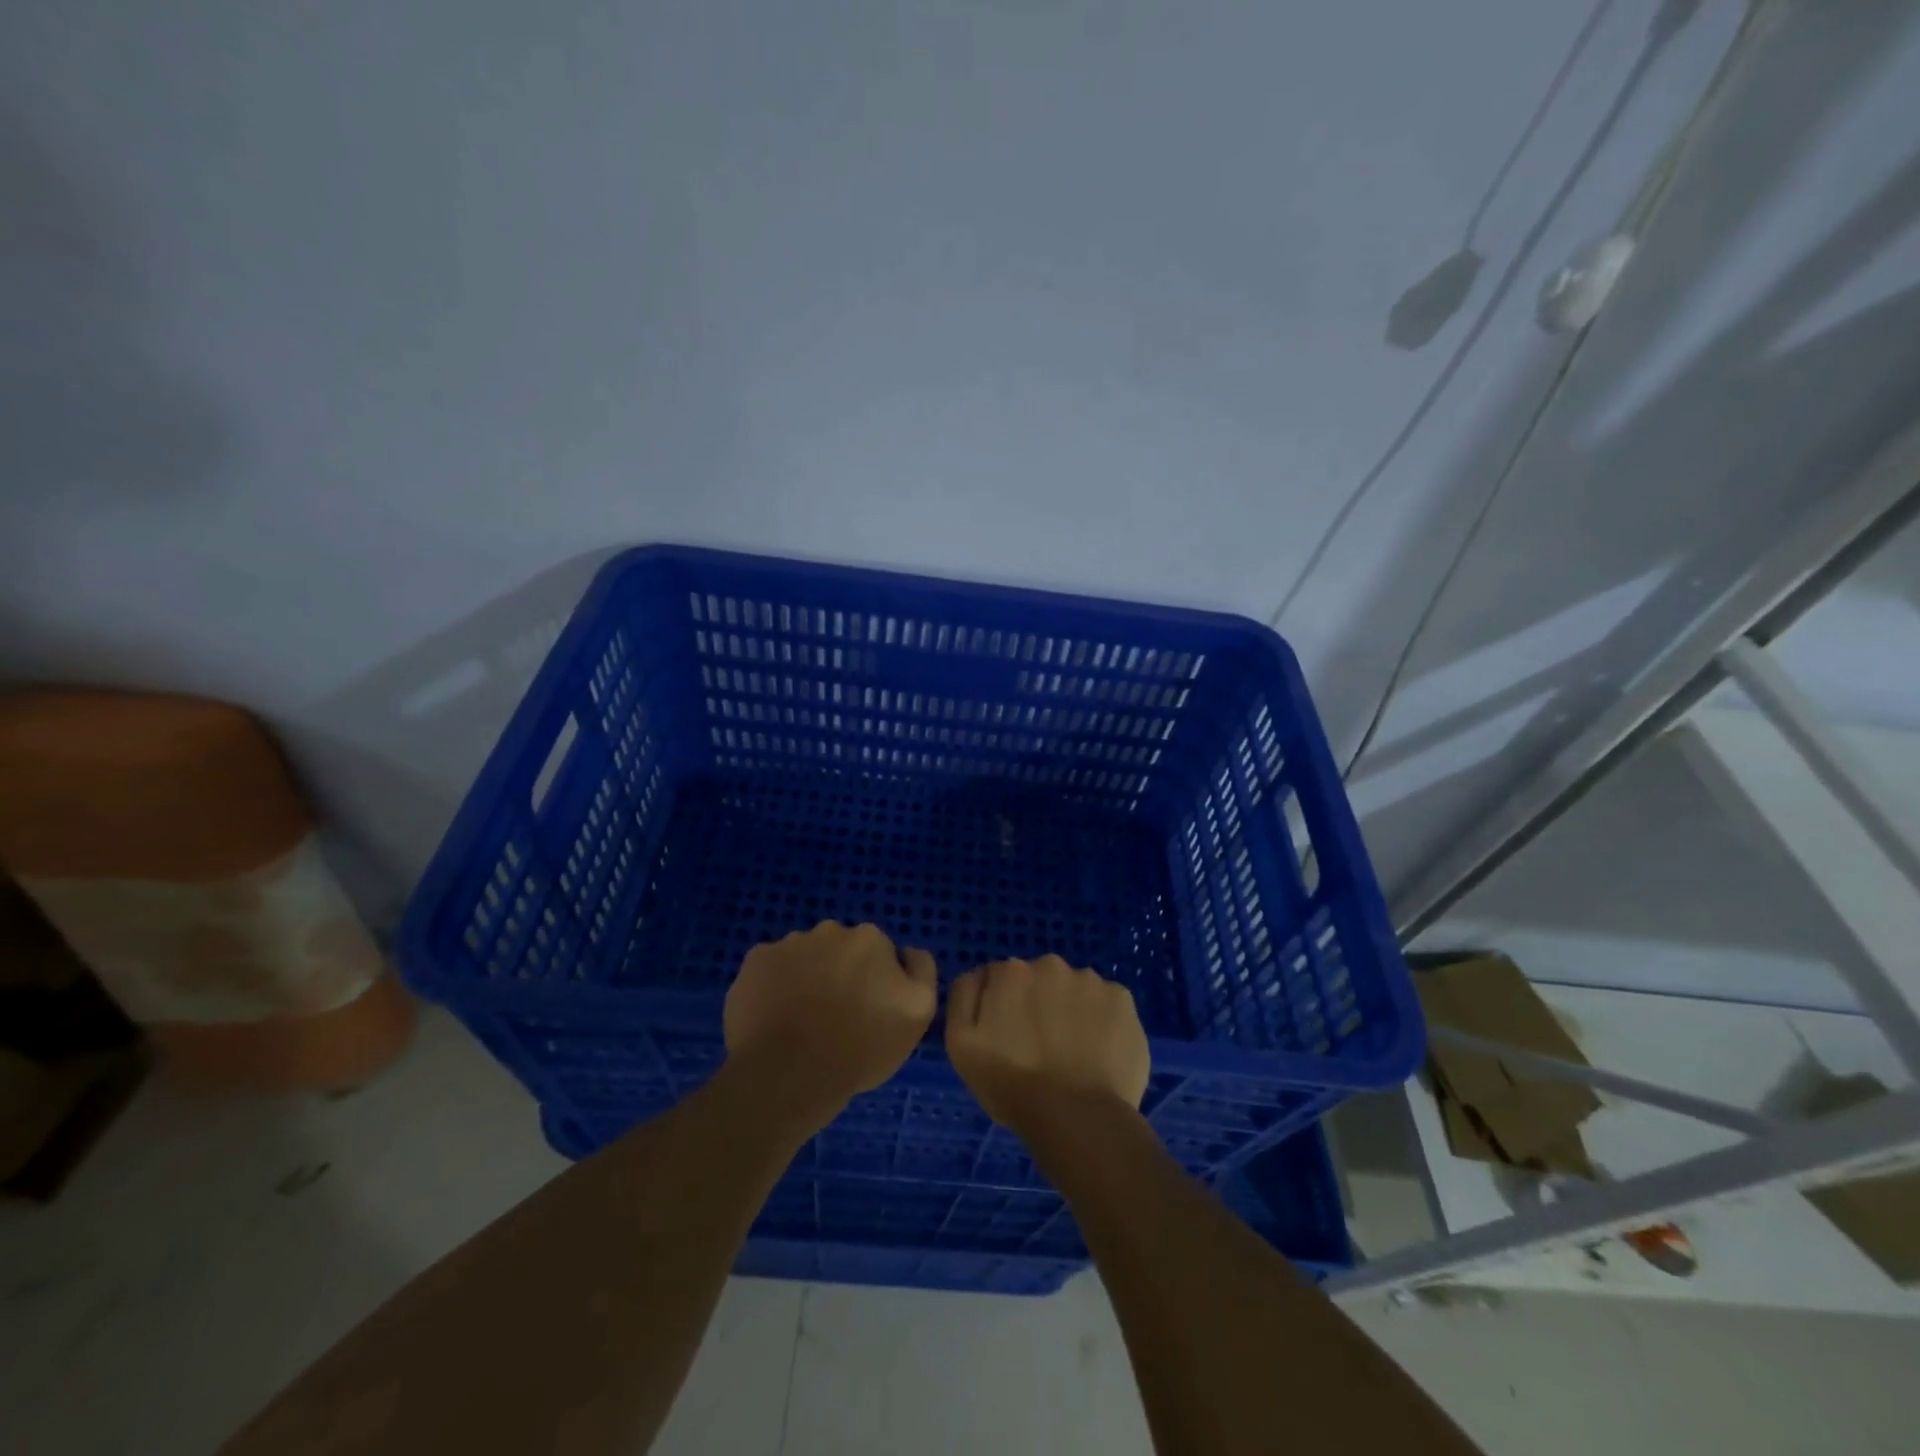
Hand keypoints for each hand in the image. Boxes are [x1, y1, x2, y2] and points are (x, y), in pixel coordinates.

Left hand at [724, 921, 936, 1127]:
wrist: (790, 1074)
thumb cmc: (861, 1046)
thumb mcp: (918, 1013)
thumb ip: (921, 971)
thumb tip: (907, 953)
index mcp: (869, 938)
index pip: (879, 954)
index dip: (877, 983)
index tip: (870, 1013)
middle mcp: (829, 930)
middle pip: (840, 951)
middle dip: (840, 975)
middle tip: (837, 1019)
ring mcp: (787, 944)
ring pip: (804, 959)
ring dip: (807, 979)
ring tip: (802, 1024)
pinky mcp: (754, 963)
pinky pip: (770, 970)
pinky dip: (774, 987)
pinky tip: (775, 1018)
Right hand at [945, 955, 1150, 1136]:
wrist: (1076, 1118)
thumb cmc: (1011, 1085)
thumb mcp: (961, 1044)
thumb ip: (964, 996)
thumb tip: (979, 975)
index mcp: (1011, 972)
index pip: (1002, 979)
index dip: (1003, 1008)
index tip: (1008, 1038)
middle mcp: (1051, 965)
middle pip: (1040, 981)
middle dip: (1038, 1005)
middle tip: (1039, 1048)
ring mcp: (1091, 980)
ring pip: (1075, 991)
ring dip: (1071, 1012)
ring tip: (1073, 1055)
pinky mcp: (1123, 1000)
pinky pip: (1106, 1005)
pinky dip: (1102, 1022)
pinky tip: (1098, 1053)